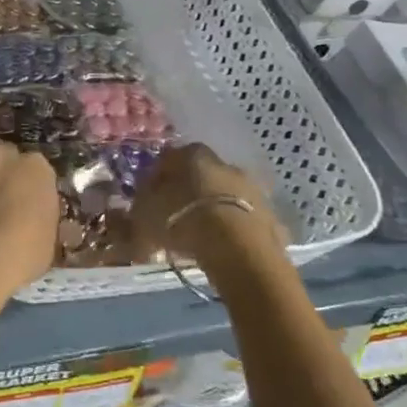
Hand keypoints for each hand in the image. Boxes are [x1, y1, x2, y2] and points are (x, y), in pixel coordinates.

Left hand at [0, 100, 59, 311]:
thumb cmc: (20, 257)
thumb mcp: (50, 238)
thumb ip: (45, 213)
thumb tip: (40, 209)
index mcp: (37, 169)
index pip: (33, 164)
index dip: (26, 177)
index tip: (21, 190)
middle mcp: (5, 152)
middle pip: (3, 146)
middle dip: (0, 157)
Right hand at [128, 143, 282, 263]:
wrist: (240, 251)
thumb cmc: (184, 221)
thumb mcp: (144, 216)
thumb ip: (137, 208)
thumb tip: (135, 207)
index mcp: (192, 155)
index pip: (168, 159)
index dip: (155, 179)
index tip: (147, 200)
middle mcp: (224, 163)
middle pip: (199, 176)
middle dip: (186, 193)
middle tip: (171, 219)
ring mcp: (252, 189)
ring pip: (223, 197)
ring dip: (211, 211)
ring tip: (198, 238)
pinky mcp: (271, 216)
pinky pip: (243, 220)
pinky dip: (232, 230)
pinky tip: (222, 249)